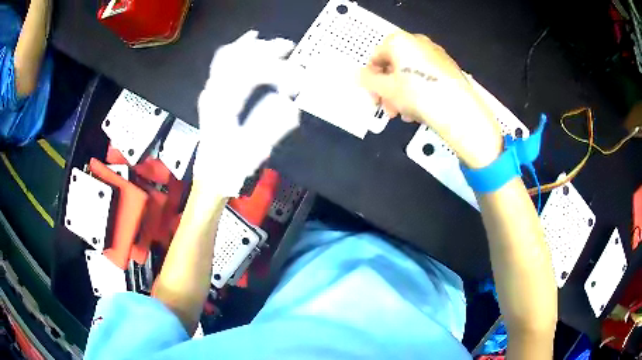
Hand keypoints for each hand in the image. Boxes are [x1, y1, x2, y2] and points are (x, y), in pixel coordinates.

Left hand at [194, 31, 300, 196]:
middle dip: (264, 49)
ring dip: (251, 47)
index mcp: (223, 106)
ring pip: (227, 57)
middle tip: (287, 46)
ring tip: (270, 42)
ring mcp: (210, 92)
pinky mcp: (212, 94)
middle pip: (237, 58)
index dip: (275, 70)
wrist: (211, 176)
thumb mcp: (254, 151)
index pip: (250, 74)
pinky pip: (221, 63)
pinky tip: (247, 43)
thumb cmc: (231, 167)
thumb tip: (290, 102)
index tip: (296, 77)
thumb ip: (271, 126)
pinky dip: (236, 50)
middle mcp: (213, 93)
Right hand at [360, 31, 502, 168]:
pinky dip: (419, 92)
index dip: (371, 78)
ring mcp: (436, 55)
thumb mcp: (385, 89)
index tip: (372, 95)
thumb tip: (359, 75)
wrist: (457, 109)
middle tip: (387, 107)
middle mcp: (419, 43)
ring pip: (411, 74)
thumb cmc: (416, 94)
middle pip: (395, 66)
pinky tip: (420, 110)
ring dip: (402, 94)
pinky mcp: (450, 69)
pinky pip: (427, 78)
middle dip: (388, 89)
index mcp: (400, 41)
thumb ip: (368, 80)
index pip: (376, 56)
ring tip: (404, 113)